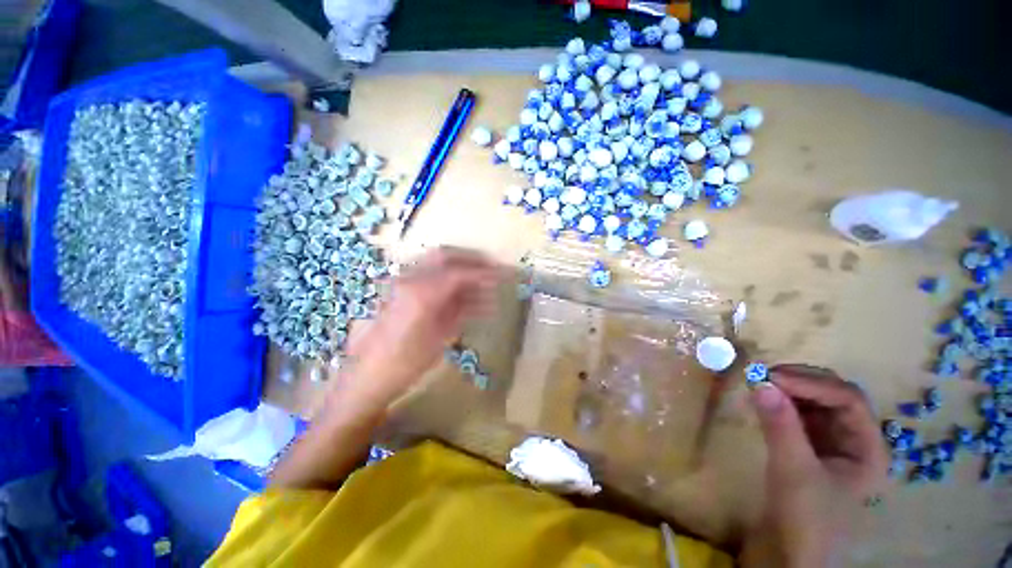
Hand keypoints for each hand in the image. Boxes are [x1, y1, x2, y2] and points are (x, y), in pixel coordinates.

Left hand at [335, 248, 503, 407]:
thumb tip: (487, 297)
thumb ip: (464, 310)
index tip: (502, 275)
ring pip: (437, 264)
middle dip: (472, 259)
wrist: (367, 375)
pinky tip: (465, 293)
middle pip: (446, 256)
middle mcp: (409, 278)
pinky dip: (449, 280)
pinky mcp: (399, 289)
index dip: (483, 272)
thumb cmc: (407, 363)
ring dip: (462, 269)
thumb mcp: (442, 337)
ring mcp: (402, 281)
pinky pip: (429, 276)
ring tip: (483, 283)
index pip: (459, 272)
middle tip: (492, 267)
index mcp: (421, 292)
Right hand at [740, 364, 886, 567]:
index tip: (772, 376)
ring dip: (788, 389)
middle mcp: (855, 440)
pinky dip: (781, 402)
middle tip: (763, 375)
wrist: (789, 550)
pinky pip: (799, 413)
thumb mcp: (793, 471)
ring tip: (759, 385)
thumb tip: (759, 382)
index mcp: (868, 449)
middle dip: (800, 382)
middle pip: (834, 396)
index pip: (848, 401)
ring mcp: (832, 441)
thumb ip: (780, 426)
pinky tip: (763, 401)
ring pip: (815, 402)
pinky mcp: (810, 444)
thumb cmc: (804, 517)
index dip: (813, 384)